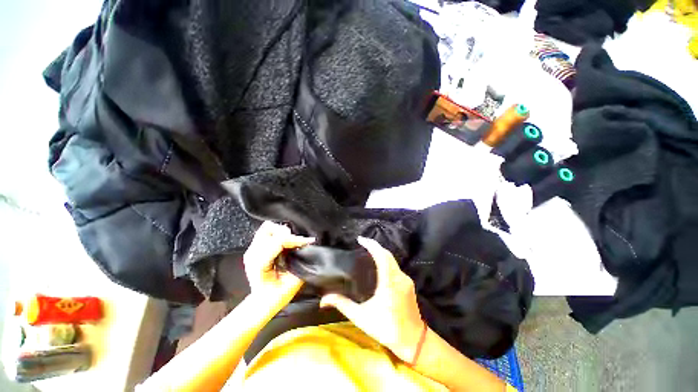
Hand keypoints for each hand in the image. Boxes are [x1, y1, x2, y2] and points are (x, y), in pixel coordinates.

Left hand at [243, 221, 314, 302]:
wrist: (264, 301)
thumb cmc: (278, 295)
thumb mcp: (293, 281)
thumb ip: (299, 263)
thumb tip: (306, 248)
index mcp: (260, 264)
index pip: (279, 241)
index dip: (296, 239)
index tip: (308, 241)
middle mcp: (253, 255)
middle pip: (271, 230)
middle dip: (288, 235)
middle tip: (298, 242)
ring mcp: (251, 251)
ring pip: (267, 228)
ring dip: (282, 232)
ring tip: (291, 241)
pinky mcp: (254, 248)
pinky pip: (266, 233)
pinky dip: (277, 233)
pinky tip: (284, 242)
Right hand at [320, 237, 424, 362]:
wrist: (413, 340)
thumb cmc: (387, 329)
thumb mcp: (362, 317)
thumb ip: (343, 305)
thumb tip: (323, 299)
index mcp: (389, 282)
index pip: (382, 256)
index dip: (372, 245)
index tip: (360, 239)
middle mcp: (399, 277)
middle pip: (387, 254)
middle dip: (375, 246)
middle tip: (362, 243)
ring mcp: (406, 279)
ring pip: (392, 259)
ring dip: (381, 253)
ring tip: (368, 251)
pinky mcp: (408, 283)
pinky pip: (395, 266)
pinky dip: (386, 261)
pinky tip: (378, 264)